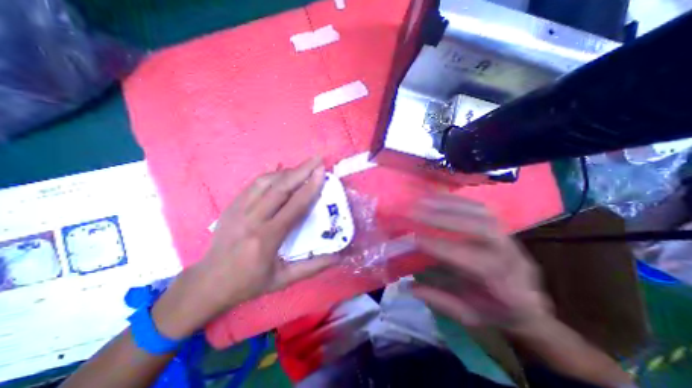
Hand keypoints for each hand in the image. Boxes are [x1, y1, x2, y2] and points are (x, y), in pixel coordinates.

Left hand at [151, 158, 335, 338]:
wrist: (208, 282)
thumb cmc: (249, 283)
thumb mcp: (284, 280)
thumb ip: (313, 267)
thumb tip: (338, 257)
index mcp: (266, 238)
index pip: (294, 207)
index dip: (310, 188)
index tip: (321, 172)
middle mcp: (252, 220)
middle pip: (280, 188)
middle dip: (301, 170)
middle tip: (316, 160)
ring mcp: (238, 210)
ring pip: (266, 182)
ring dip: (288, 171)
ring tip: (303, 166)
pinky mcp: (232, 206)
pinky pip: (255, 184)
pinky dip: (272, 176)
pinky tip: (283, 174)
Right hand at [410, 196, 552, 331]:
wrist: (530, 304)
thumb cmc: (496, 312)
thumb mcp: (469, 316)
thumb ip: (441, 301)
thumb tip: (409, 286)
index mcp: (509, 288)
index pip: (478, 263)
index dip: (445, 249)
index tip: (416, 240)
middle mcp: (513, 257)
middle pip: (484, 229)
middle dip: (445, 219)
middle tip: (416, 213)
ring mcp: (509, 238)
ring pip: (482, 213)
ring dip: (449, 205)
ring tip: (423, 201)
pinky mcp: (502, 227)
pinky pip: (480, 208)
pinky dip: (457, 200)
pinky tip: (438, 198)